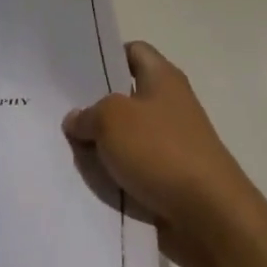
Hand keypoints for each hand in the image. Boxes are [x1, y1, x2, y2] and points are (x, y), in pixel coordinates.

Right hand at [63, 42, 266, 266]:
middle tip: (58, 110)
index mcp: (163, 78)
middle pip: (125, 95)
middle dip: (94, 104)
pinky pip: (131, 167)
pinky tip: (86, 178)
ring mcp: (170, 143)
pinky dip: (112, 172)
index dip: (106, 55)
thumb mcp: (112, 119)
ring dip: (100, 143)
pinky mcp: (168, 177)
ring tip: (64, 146)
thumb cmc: (161, 151)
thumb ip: (88, 114)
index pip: (133, 51)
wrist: (208, 216)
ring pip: (125, 135)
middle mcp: (169, 105)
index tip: (75, 70)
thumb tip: (77, 119)